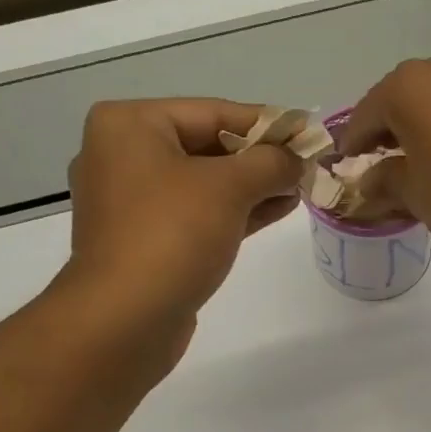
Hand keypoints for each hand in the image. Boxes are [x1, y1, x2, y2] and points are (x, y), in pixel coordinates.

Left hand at [61, 98, 299, 335]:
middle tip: (307, 165)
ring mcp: (130, 202)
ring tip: (299, 189)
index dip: (267, 123)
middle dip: (260, 159)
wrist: (125, 319)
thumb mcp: (229, 187)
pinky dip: (233, 211)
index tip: (308, 132)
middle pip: (206, 146)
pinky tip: (275, 211)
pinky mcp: (143, 241)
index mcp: (130, 125)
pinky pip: (195, 214)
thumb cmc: (172, 236)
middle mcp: (121, 156)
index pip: (213, 112)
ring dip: (252, 187)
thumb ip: (270, 163)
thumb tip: (297, 158)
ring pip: (203, 184)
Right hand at [338, 49, 430, 277]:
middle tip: (376, 166)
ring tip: (411, 166)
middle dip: (385, 131)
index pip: (366, 114)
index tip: (343, 166)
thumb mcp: (413, 194)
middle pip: (400, 99)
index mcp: (410, 86)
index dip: (352, 144)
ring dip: (417, 127)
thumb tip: (369, 179)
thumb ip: (383, 179)